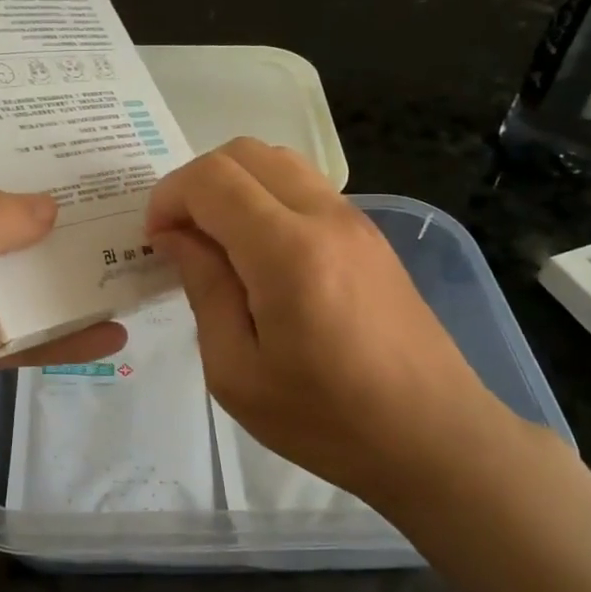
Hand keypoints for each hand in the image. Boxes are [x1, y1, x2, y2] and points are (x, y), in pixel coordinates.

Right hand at [145, 138, 518, 505]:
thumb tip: (177, 237)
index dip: (168, 198)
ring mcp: (355, 221)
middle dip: (197, 183)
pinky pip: (305, 186)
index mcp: (287, 252)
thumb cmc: (327, 420)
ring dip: (234, 186)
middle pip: (244, 152)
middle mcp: (325, 217)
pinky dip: (266, 197)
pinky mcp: (370, 235)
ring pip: (278, 161)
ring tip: (218, 242)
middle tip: (181, 238)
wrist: (435, 439)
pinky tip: (260, 254)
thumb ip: (204, 289)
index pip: (211, 180)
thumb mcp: (237, 372)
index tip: (155, 242)